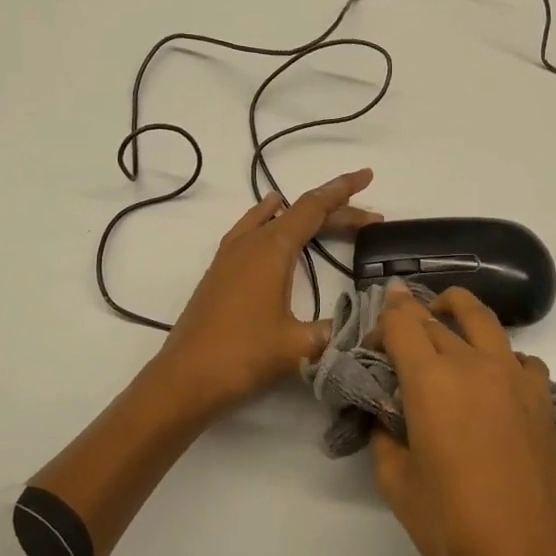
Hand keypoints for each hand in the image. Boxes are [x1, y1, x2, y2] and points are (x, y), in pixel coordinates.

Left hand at [157, 169, 380, 414]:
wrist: (184, 379)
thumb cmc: (242, 356)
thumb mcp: (298, 346)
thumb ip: (337, 331)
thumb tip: (370, 326)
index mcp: (271, 249)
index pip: (314, 207)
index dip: (343, 191)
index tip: (366, 175)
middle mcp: (249, 243)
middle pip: (298, 214)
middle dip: (336, 212)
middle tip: (370, 220)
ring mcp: (230, 256)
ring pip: (273, 221)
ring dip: (304, 218)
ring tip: (328, 216)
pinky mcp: (219, 273)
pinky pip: (251, 231)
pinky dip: (270, 222)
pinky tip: (270, 226)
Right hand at [370, 284, 555, 555]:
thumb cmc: (454, 526)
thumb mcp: (397, 485)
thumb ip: (384, 438)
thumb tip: (386, 418)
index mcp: (431, 380)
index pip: (402, 322)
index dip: (381, 320)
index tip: (370, 342)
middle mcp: (473, 364)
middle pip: (435, 318)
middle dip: (409, 318)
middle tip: (394, 341)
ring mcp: (513, 377)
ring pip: (483, 319)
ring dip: (457, 310)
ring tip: (442, 321)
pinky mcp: (541, 398)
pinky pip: (518, 356)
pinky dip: (498, 354)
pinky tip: (490, 380)